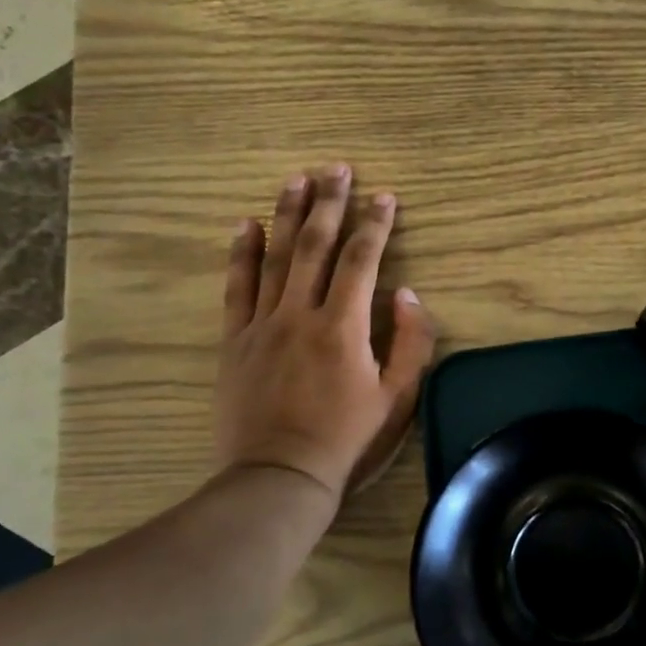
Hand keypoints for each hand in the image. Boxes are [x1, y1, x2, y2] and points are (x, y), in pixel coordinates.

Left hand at [214, 164, 435, 501]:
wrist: (278, 477)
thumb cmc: (347, 439)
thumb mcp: (397, 398)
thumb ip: (410, 342)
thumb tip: (407, 293)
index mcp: (343, 326)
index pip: (361, 260)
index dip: (375, 224)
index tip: (384, 195)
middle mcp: (300, 314)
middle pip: (315, 245)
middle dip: (329, 203)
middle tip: (337, 168)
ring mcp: (262, 325)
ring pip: (275, 257)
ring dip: (287, 214)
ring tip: (296, 179)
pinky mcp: (235, 341)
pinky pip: (237, 288)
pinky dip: (241, 254)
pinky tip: (245, 224)